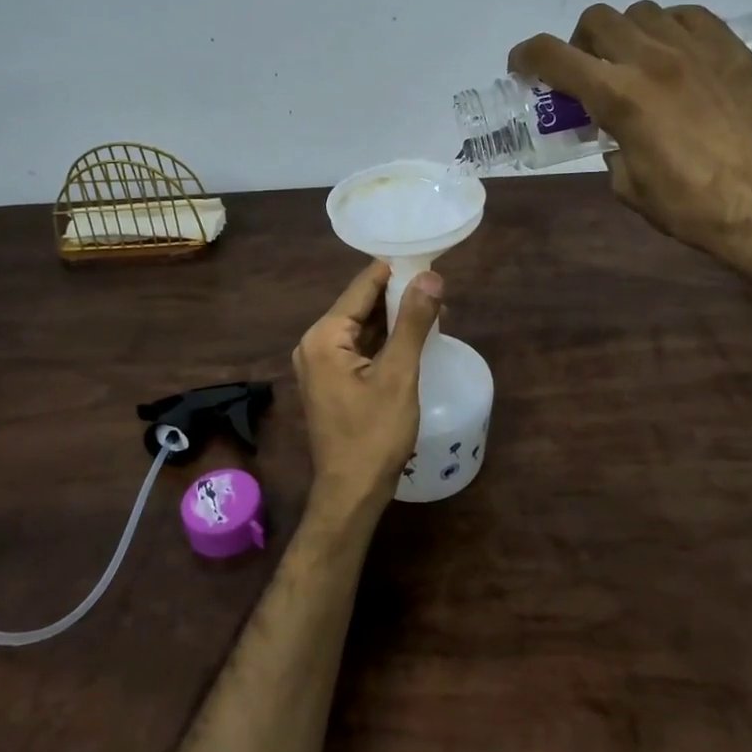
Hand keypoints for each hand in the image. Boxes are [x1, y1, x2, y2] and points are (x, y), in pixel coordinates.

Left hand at [292, 260, 441, 526]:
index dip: (394, 271)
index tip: (426, 258)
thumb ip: (413, 322)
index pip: (361, 288)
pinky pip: (359, 348)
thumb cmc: (374, 435)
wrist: (351, 493)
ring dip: (393, 319)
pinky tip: (411, 337)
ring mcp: (320, 364)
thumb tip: (430, 277)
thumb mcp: (399, 375)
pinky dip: (384, 341)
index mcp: (324, 336)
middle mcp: (314, 344)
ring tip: (433, 307)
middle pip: (360, 306)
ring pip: (361, 328)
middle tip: (437, 286)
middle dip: (397, 296)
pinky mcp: (331, 381)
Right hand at [509, 1, 751, 306]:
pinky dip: (667, 29)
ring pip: (640, 13)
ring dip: (624, 34)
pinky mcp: (731, 48)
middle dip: (579, 43)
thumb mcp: (626, 184)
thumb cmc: (690, 206)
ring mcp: (695, 48)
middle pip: (595, 20)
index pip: (552, 55)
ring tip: (634, 64)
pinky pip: (686, 16)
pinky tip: (674, 57)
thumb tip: (612, 130)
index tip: (523, 68)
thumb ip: (609, 144)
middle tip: (587, 73)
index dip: (526, 57)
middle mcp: (651, 59)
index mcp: (618, 96)